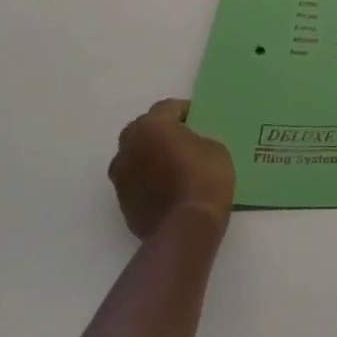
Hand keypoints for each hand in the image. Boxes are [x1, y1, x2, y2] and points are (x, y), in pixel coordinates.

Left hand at [109, 99, 235, 241]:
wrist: (186, 228)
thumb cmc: (205, 179)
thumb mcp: (215, 148)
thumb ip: (197, 139)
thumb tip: (188, 145)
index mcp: (151, 126)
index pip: (169, 107)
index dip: (188, 112)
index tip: (202, 121)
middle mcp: (128, 145)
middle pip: (147, 130)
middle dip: (164, 133)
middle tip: (187, 142)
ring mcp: (121, 175)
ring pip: (138, 156)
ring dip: (153, 157)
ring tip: (176, 169)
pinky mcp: (121, 200)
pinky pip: (137, 180)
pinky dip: (150, 180)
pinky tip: (170, 189)